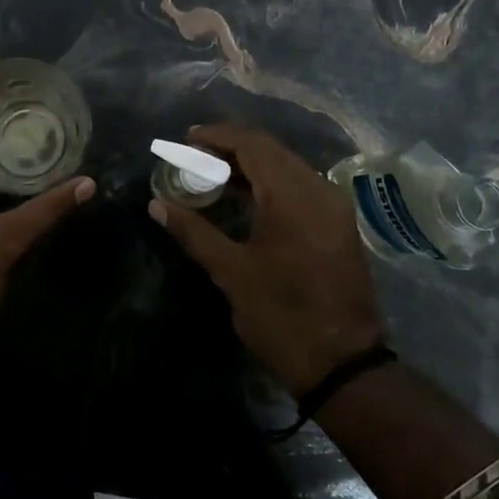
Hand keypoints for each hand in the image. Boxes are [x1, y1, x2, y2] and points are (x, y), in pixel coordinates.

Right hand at [149, 122, 384, 396]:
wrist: (341, 362)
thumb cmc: (281, 315)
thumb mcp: (231, 273)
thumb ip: (193, 231)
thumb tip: (156, 204)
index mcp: (293, 196)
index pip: (253, 145)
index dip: (218, 136)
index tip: (186, 140)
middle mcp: (319, 190)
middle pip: (272, 150)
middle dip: (232, 147)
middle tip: (194, 156)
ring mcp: (333, 207)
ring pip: (289, 167)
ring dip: (252, 165)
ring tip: (213, 175)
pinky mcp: (338, 224)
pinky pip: (301, 186)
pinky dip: (271, 183)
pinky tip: (246, 198)